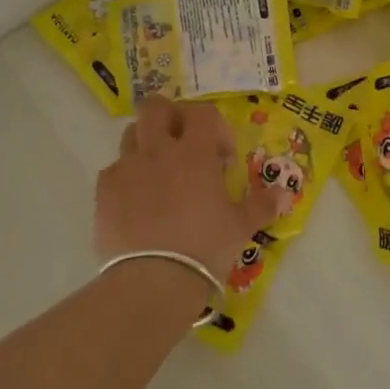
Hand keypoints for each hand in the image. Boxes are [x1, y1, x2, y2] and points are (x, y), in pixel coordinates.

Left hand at [95, 97, 276, 284]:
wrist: (152, 282)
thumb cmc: (204, 247)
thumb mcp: (241, 227)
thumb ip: (262, 205)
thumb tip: (286, 194)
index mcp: (194, 152)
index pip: (202, 113)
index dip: (215, 127)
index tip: (222, 157)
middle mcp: (157, 150)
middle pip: (155, 107)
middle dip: (169, 117)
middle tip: (182, 144)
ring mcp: (127, 169)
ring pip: (130, 134)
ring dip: (145, 144)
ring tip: (158, 172)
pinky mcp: (104, 192)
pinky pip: (113, 171)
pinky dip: (125, 178)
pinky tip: (136, 202)